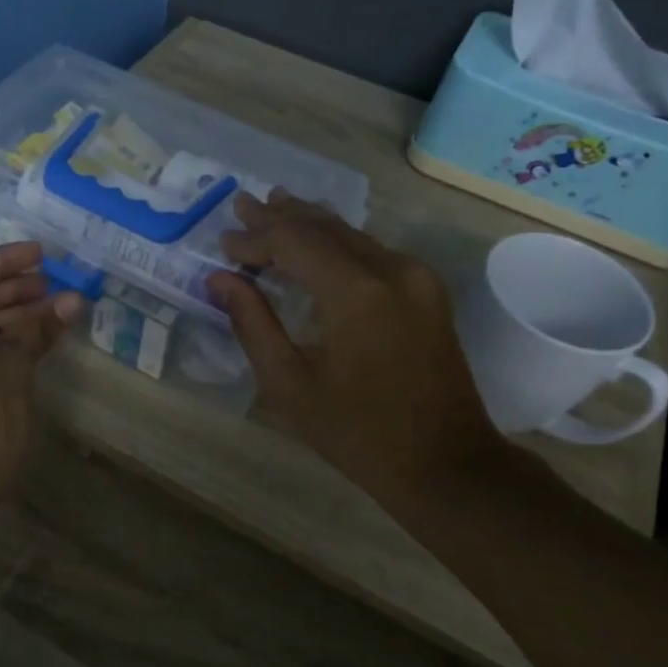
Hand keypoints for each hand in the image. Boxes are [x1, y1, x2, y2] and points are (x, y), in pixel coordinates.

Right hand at [207, 192, 507, 509]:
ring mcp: (417, 277)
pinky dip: (337, 242)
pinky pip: (372, 251)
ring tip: (274, 204)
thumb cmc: (358, 433)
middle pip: (326, 228)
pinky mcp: (427, 290)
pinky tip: (318, 239)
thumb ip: (253, 324)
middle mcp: (392, 270)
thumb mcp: (290, 385)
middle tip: (242, 202)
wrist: (447, 464)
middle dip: (280, 216)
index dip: (255, 238)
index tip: (223, 242)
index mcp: (356, 294)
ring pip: (352, 234)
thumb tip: (220, 280)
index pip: (294, 243)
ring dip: (310, 223)